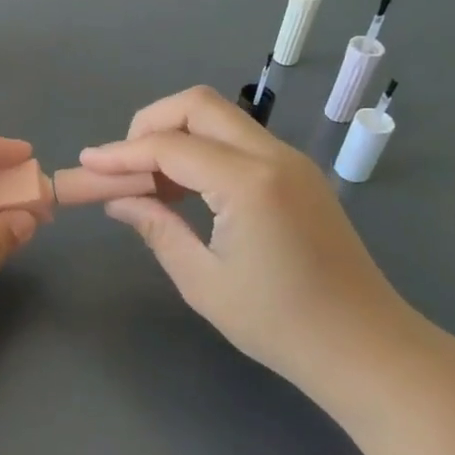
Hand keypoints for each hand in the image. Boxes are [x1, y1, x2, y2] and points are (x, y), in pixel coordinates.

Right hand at [80, 86, 421, 392]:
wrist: (368, 349)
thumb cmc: (281, 325)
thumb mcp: (204, 282)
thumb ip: (157, 229)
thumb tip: (119, 201)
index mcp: (249, 183)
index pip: (170, 147)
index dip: (122, 153)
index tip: (86, 163)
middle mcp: (273, 156)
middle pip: (197, 105)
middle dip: (150, 123)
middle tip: (123, 163)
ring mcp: (291, 160)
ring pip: (220, 116)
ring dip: (177, 133)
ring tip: (150, 180)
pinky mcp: (299, 173)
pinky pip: (239, 139)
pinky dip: (203, 148)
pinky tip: (187, 188)